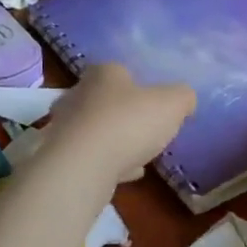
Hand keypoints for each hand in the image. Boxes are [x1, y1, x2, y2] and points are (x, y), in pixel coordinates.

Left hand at [44, 64, 196, 185]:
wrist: (82, 166)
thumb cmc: (129, 123)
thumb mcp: (171, 104)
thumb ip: (183, 97)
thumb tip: (185, 99)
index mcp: (103, 72)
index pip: (120, 71)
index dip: (139, 86)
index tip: (155, 103)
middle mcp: (78, 93)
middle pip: (105, 100)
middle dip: (125, 113)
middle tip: (146, 129)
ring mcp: (65, 125)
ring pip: (97, 129)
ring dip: (117, 140)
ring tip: (140, 155)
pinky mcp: (60, 156)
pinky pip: (90, 156)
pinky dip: (108, 163)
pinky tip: (127, 175)